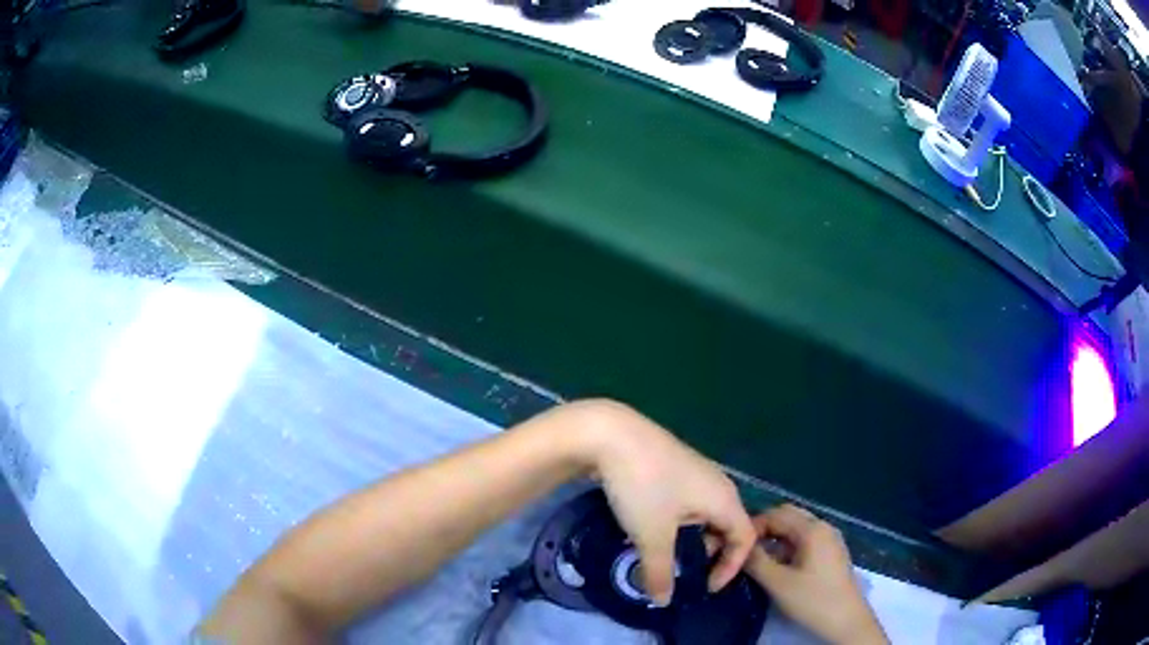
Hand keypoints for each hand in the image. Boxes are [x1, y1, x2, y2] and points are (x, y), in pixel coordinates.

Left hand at [576, 401, 756, 605]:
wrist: (610, 434)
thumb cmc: (644, 487)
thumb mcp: (652, 536)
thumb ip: (661, 572)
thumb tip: (663, 601)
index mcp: (725, 498)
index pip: (745, 538)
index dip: (732, 567)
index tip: (706, 588)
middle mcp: (717, 483)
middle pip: (727, 525)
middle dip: (710, 553)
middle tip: (684, 571)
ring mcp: (694, 471)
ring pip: (703, 514)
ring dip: (690, 538)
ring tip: (664, 554)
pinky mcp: (672, 466)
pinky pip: (686, 502)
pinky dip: (676, 522)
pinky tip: (650, 529)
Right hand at [744, 505, 887, 644]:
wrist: (846, 619)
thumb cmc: (812, 599)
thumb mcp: (777, 583)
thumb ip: (756, 562)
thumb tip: (741, 548)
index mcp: (812, 529)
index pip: (776, 514)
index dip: (754, 525)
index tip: (737, 544)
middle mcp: (824, 526)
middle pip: (789, 515)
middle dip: (766, 528)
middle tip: (746, 548)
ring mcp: (831, 538)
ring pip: (798, 527)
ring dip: (777, 536)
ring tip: (759, 557)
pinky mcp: (832, 551)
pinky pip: (807, 538)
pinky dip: (790, 544)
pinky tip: (780, 564)